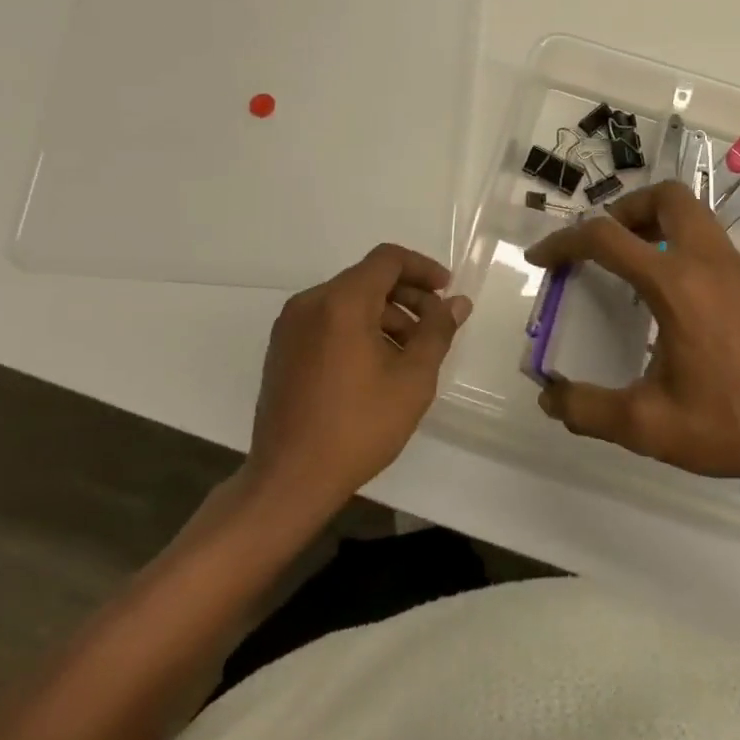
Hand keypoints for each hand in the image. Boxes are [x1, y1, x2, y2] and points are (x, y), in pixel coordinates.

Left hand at [245, 243, 470, 515]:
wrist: (289, 480)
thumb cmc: (358, 426)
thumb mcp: (412, 379)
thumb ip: (437, 332)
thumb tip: (457, 302)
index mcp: (341, 302)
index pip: (388, 259)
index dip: (423, 268)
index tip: (446, 291)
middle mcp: (310, 303)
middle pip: (367, 278)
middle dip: (407, 295)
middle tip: (435, 326)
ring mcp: (290, 326)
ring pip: (348, 301)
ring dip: (384, 315)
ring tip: (409, 353)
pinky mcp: (282, 349)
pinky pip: (327, 321)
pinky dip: (357, 328)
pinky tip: (376, 365)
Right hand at [524, 180, 739, 492]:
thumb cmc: (732, 425)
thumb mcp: (649, 426)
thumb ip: (589, 410)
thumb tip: (549, 397)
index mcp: (676, 284)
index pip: (606, 238)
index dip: (564, 242)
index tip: (541, 258)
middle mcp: (707, 261)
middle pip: (665, 196)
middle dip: (625, 209)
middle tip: (604, 246)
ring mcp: (737, 268)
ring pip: (693, 213)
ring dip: (655, 222)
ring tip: (633, 265)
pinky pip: (709, 240)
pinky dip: (680, 244)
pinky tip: (673, 297)